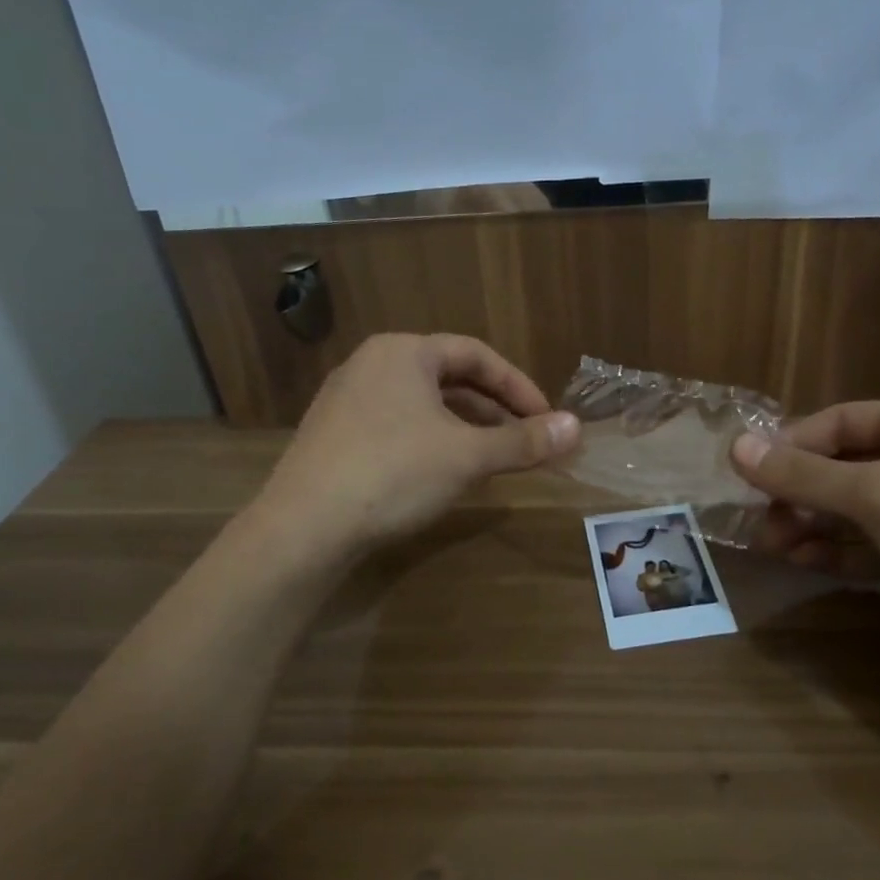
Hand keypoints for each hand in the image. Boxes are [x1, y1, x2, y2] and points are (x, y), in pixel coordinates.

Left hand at [257, 333, 578, 558]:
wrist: (303, 528)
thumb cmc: (394, 474)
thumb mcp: (468, 456)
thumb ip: (524, 441)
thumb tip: (576, 428)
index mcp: (404, 352)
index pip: (477, 355)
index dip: (519, 387)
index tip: (545, 420)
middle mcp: (371, 364)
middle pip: (449, 379)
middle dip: (493, 410)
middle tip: (523, 442)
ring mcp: (346, 400)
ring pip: (422, 405)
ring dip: (464, 428)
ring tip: (492, 460)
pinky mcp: (332, 435)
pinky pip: (396, 426)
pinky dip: (431, 442)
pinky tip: (443, 474)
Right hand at [731, 398, 879, 698]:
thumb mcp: (876, 494)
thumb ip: (803, 474)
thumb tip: (736, 446)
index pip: (843, 421)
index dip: (792, 445)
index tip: (747, 476)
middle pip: (850, 466)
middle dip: (801, 494)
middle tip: (759, 523)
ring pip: (863, 510)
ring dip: (816, 526)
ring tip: (774, 547)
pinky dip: (845, 552)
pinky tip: (808, 564)